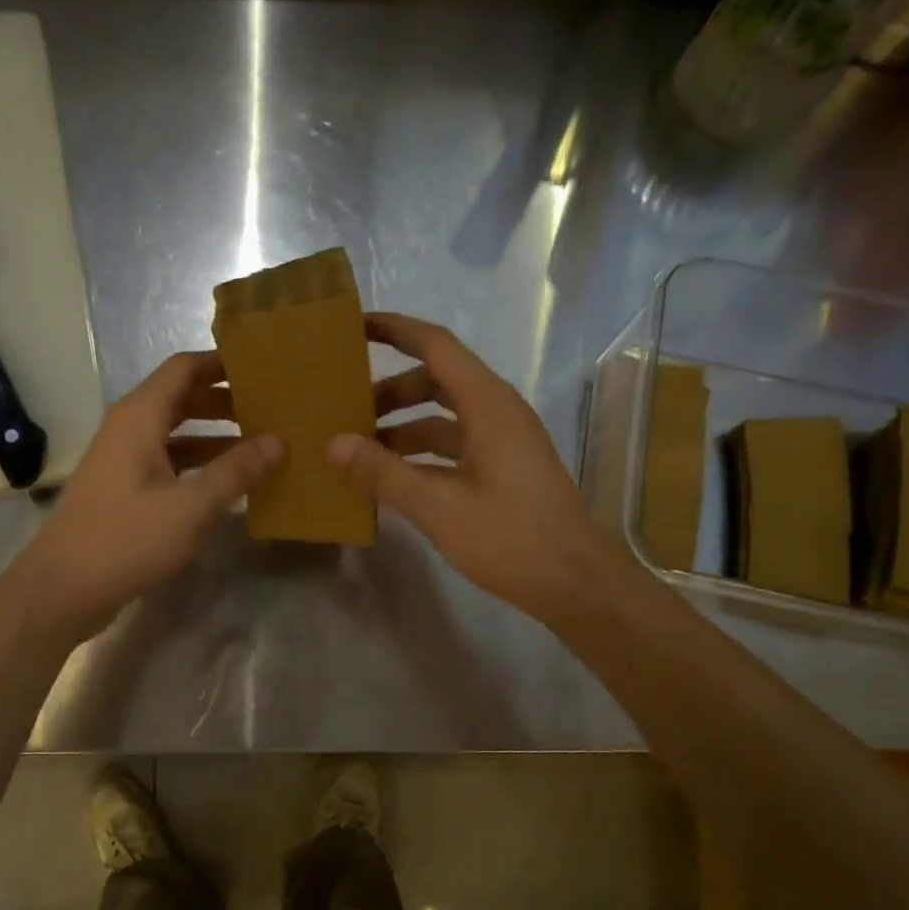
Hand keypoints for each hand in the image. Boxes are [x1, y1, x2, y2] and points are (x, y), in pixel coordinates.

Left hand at [10, 351, 282, 641]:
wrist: (64, 588)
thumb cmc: (126, 539)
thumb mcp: (190, 506)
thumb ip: (235, 471)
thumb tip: (279, 440)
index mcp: (140, 417)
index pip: (184, 368)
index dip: (223, 364)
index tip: (265, 369)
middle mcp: (130, 429)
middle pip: (182, 398)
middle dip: (226, 401)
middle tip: (272, 411)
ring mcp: (125, 461)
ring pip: (177, 434)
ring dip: (216, 437)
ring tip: (261, 447)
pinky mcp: (126, 490)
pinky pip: (170, 464)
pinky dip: (200, 467)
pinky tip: (230, 484)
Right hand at [326, 312, 619, 620]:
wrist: (576, 583)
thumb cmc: (511, 538)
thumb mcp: (439, 507)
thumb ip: (383, 473)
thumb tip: (332, 444)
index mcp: (488, 404)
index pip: (436, 346)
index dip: (395, 330)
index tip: (353, 326)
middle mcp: (496, 412)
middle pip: (436, 380)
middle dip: (389, 389)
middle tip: (344, 407)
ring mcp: (502, 442)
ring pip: (443, 417)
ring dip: (402, 426)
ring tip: (357, 448)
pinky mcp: (502, 469)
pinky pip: (453, 445)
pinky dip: (420, 454)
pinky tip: (390, 479)